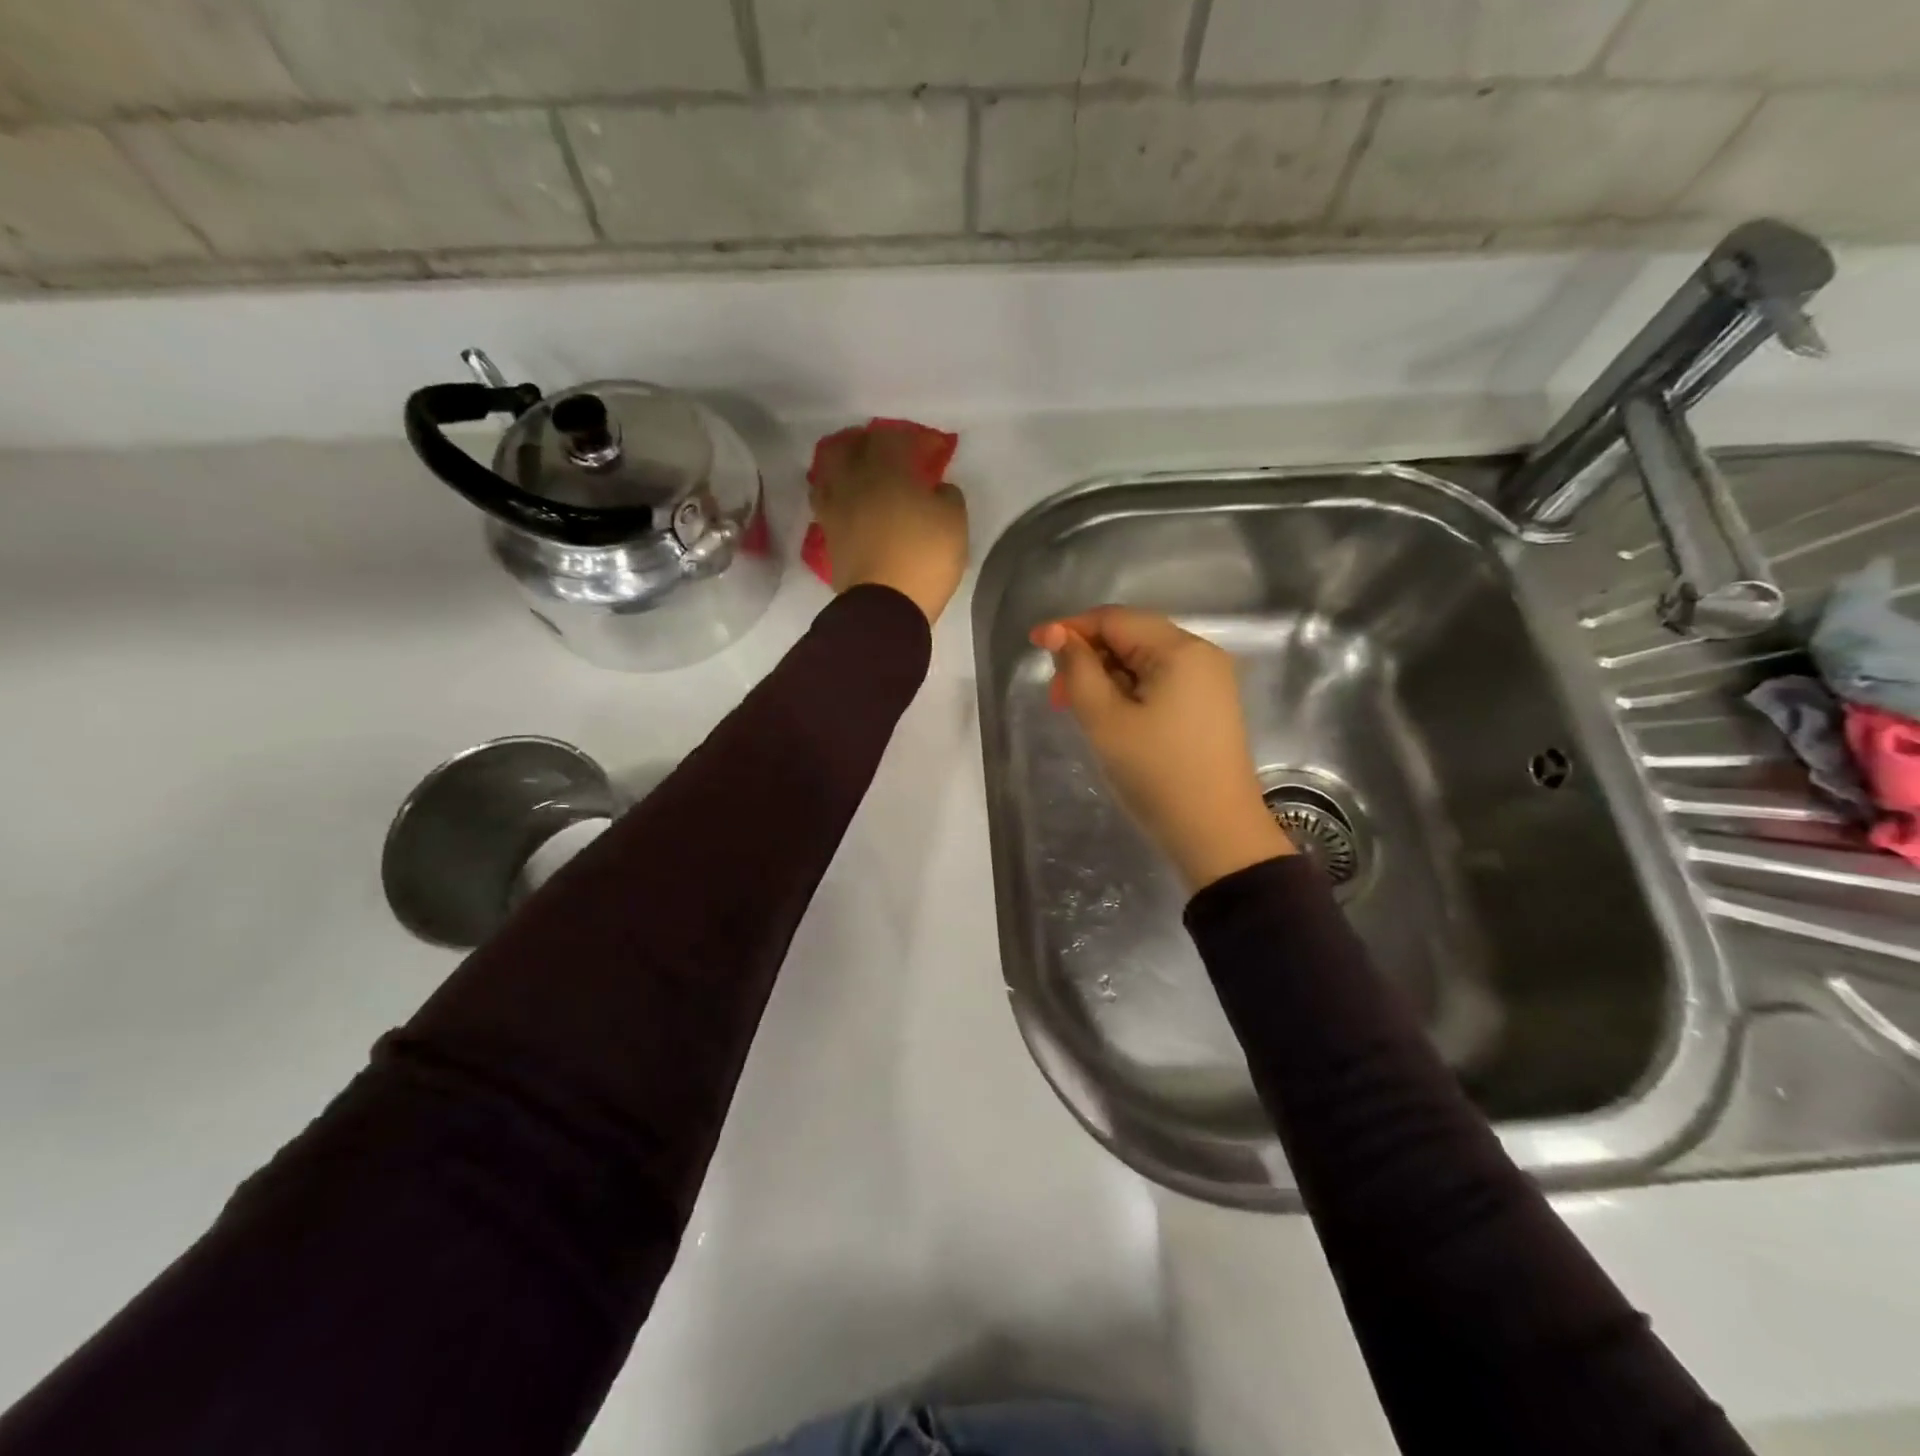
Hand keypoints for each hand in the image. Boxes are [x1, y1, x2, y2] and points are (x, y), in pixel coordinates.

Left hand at [812, 426, 968, 623]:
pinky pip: (826, 505)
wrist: (885, 607)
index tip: (929, 449)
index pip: (891, 436)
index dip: (911, 437)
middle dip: (863, 443)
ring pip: (826, 474)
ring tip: (859, 477)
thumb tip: (937, 489)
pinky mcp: (828, 538)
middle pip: (844, 446)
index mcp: (885, 470)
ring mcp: (834, 511)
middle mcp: (852, 482)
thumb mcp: (954, 523)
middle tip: (883, 452)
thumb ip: (948, 496)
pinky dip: (837, 498)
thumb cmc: (924, 558)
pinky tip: (851, 506)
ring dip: (842, 468)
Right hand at [1032, 607, 1293, 891]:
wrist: (1215, 834)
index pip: (1115, 619)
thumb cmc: (1156, 773)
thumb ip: (1078, 670)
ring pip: (1144, 662)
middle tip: (1057, 695)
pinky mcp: (1209, 707)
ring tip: (1080, 712)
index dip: (1071, 628)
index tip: (1034, 646)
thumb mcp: (1105, 720)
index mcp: (1180, 649)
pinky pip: (1161, 683)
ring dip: (1106, 678)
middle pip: (1131, 637)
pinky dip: (1129, 693)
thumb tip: (1057, 635)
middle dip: (1088, 658)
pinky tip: (1111, 719)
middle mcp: (1201, 655)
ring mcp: (1210, 682)